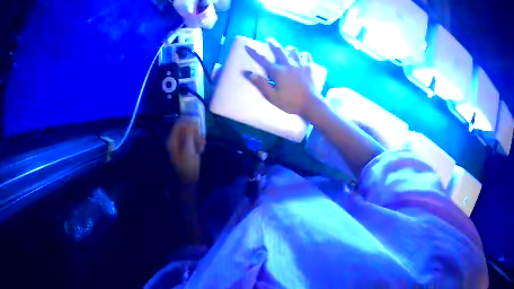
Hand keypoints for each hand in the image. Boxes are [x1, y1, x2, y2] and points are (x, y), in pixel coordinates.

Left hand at [167, 119, 205, 184]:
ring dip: (197, 138)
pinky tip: (200, 150)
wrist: (189, 180)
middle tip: (201, 140)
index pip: (178, 124)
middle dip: (194, 133)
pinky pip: (191, 141)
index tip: (198, 127)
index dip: (188, 123)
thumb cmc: (188, 166)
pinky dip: (197, 143)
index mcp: (172, 141)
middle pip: (184, 129)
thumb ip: (188, 135)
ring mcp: (179, 145)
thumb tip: (190, 121)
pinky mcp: (185, 149)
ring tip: (201, 147)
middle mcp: (174, 141)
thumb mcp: (189, 150)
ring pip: (189, 135)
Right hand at [244, 39, 318, 118]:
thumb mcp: (272, 97)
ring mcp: (300, 65)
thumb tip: (249, 73)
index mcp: (278, 72)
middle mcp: (288, 65)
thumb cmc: (290, 102)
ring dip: (289, 48)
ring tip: (287, 47)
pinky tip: (303, 54)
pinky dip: (303, 54)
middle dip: (273, 44)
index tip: (247, 45)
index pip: (262, 59)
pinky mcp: (309, 68)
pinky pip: (306, 56)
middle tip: (269, 39)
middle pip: (279, 51)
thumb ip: (261, 84)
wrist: (311, 104)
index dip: (254, 52)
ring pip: (294, 51)